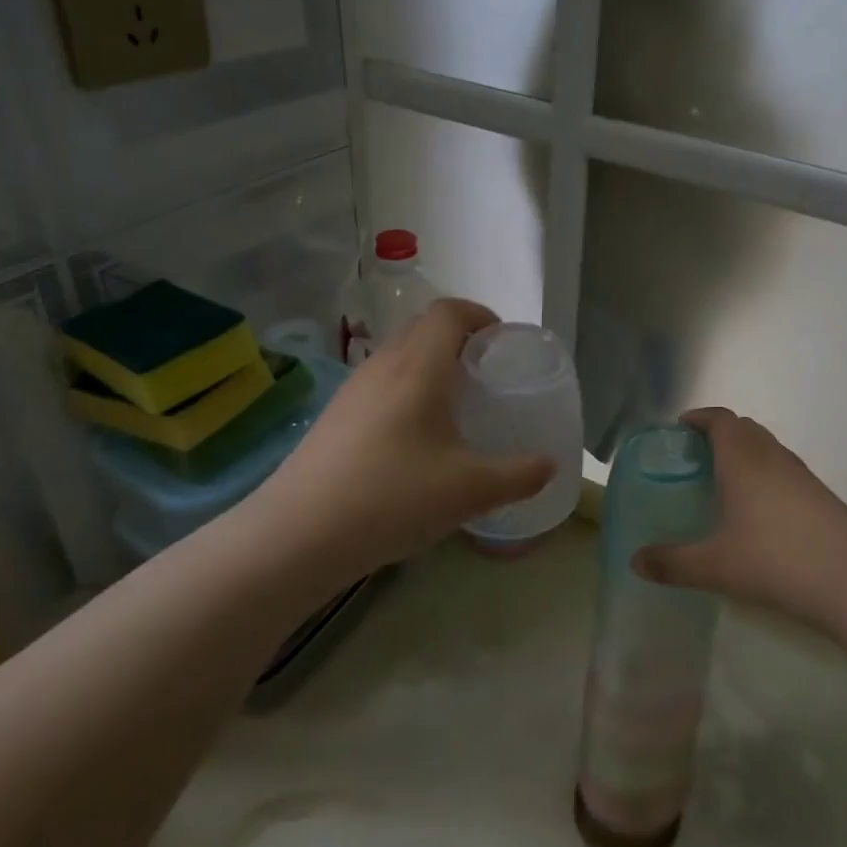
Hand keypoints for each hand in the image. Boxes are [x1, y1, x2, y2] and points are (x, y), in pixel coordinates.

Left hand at [265, 299, 554, 572]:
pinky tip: (414, 438)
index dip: (481, 315)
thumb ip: (518, 475)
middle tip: (486, 374)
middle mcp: (384, 365)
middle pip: (424, 327)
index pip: (450, 311)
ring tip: (454, 405)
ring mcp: (353, 389)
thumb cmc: (393, 497)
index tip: (503, 343)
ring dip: (431, 364)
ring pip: (400, 355)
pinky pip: (380, 383)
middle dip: (460, 339)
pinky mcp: (335, 415)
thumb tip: (550, 466)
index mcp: (420, 366)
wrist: (297, 534)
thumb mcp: (470, 490)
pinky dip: (406, 389)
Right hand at [634, 406, 846, 627]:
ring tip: (725, 482)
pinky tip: (759, 511)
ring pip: (767, 448)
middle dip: (719, 433)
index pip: (720, 419)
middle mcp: (772, 456)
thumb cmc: (776, 559)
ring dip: (745, 453)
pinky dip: (765, 474)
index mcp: (743, 459)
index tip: (680, 428)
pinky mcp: (821, 495)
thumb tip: (635, 561)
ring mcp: (801, 475)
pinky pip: (784, 469)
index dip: (699, 418)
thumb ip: (673, 562)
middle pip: (744, 428)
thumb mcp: (715, 566)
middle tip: (696, 456)